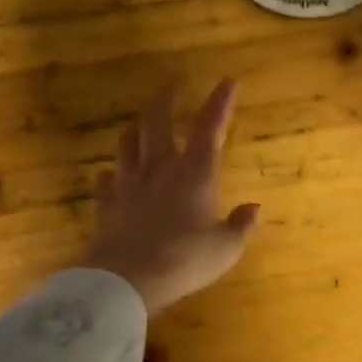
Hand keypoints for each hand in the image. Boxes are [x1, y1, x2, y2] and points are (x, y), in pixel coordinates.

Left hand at [85, 80, 259, 315]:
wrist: (126, 280)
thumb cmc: (185, 260)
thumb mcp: (226, 248)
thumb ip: (241, 225)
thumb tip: (255, 208)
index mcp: (194, 174)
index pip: (209, 129)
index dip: (220, 103)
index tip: (228, 80)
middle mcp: (160, 170)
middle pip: (157, 124)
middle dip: (165, 101)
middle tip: (168, 84)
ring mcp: (129, 186)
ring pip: (128, 145)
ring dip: (135, 129)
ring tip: (139, 122)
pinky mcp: (107, 206)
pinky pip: (106, 182)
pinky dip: (111, 174)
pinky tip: (111, 175)